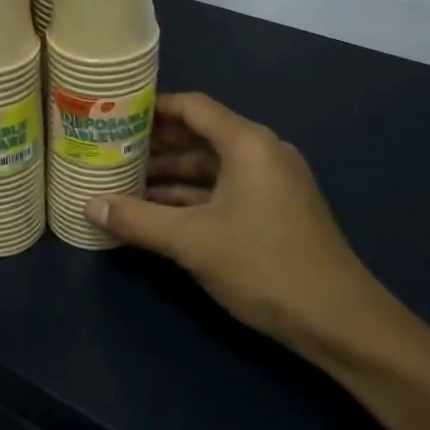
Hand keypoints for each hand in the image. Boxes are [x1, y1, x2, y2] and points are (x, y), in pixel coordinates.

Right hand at [87, 92, 392, 362]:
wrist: (340, 322)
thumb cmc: (264, 265)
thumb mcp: (192, 241)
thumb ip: (137, 219)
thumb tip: (89, 205)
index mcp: (247, 143)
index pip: (192, 107)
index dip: (152, 108)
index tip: (114, 115)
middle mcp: (262, 152)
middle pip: (200, 135)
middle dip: (155, 145)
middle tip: (110, 150)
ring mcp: (272, 183)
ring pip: (211, 166)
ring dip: (171, 174)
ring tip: (124, 182)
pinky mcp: (275, 210)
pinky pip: (224, 189)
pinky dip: (192, 196)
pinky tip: (158, 211)